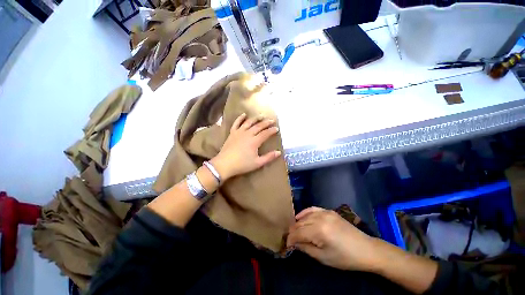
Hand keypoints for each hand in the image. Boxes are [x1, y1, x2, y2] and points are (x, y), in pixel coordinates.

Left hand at [210, 113, 281, 180]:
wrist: (225, 164)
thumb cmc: (242, 164)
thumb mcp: (257, 163)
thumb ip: (269, 157)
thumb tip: (279, 152)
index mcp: (255, 141)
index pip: (266, 133)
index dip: (272, 130)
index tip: (277, 128)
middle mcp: (248, 134)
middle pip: (259, 126)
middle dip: (266, 122)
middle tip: (272, 120)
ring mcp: (239, 132)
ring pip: (249, 122)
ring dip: (256, 118)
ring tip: (261, 115)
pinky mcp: (232, 133)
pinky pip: (237, 123)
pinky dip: (240, 118)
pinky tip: (244, 114)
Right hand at [287, 207, 380, 271]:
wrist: (366, 249)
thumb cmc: (345, 258)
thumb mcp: (323, 257)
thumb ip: (306, 248)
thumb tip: (293, 243)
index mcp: (319, 231)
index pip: (298, 233)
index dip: (290, 239)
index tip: (286, 244)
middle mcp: (320, 218)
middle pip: (300, 223)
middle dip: (293, 231)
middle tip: (289, 239)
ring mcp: (324, 212)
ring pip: (305, 216)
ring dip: (298, 223)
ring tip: (294, 230)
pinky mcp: (328, 210)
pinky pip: (312, 209)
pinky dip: (305, 212)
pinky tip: (300, 216)